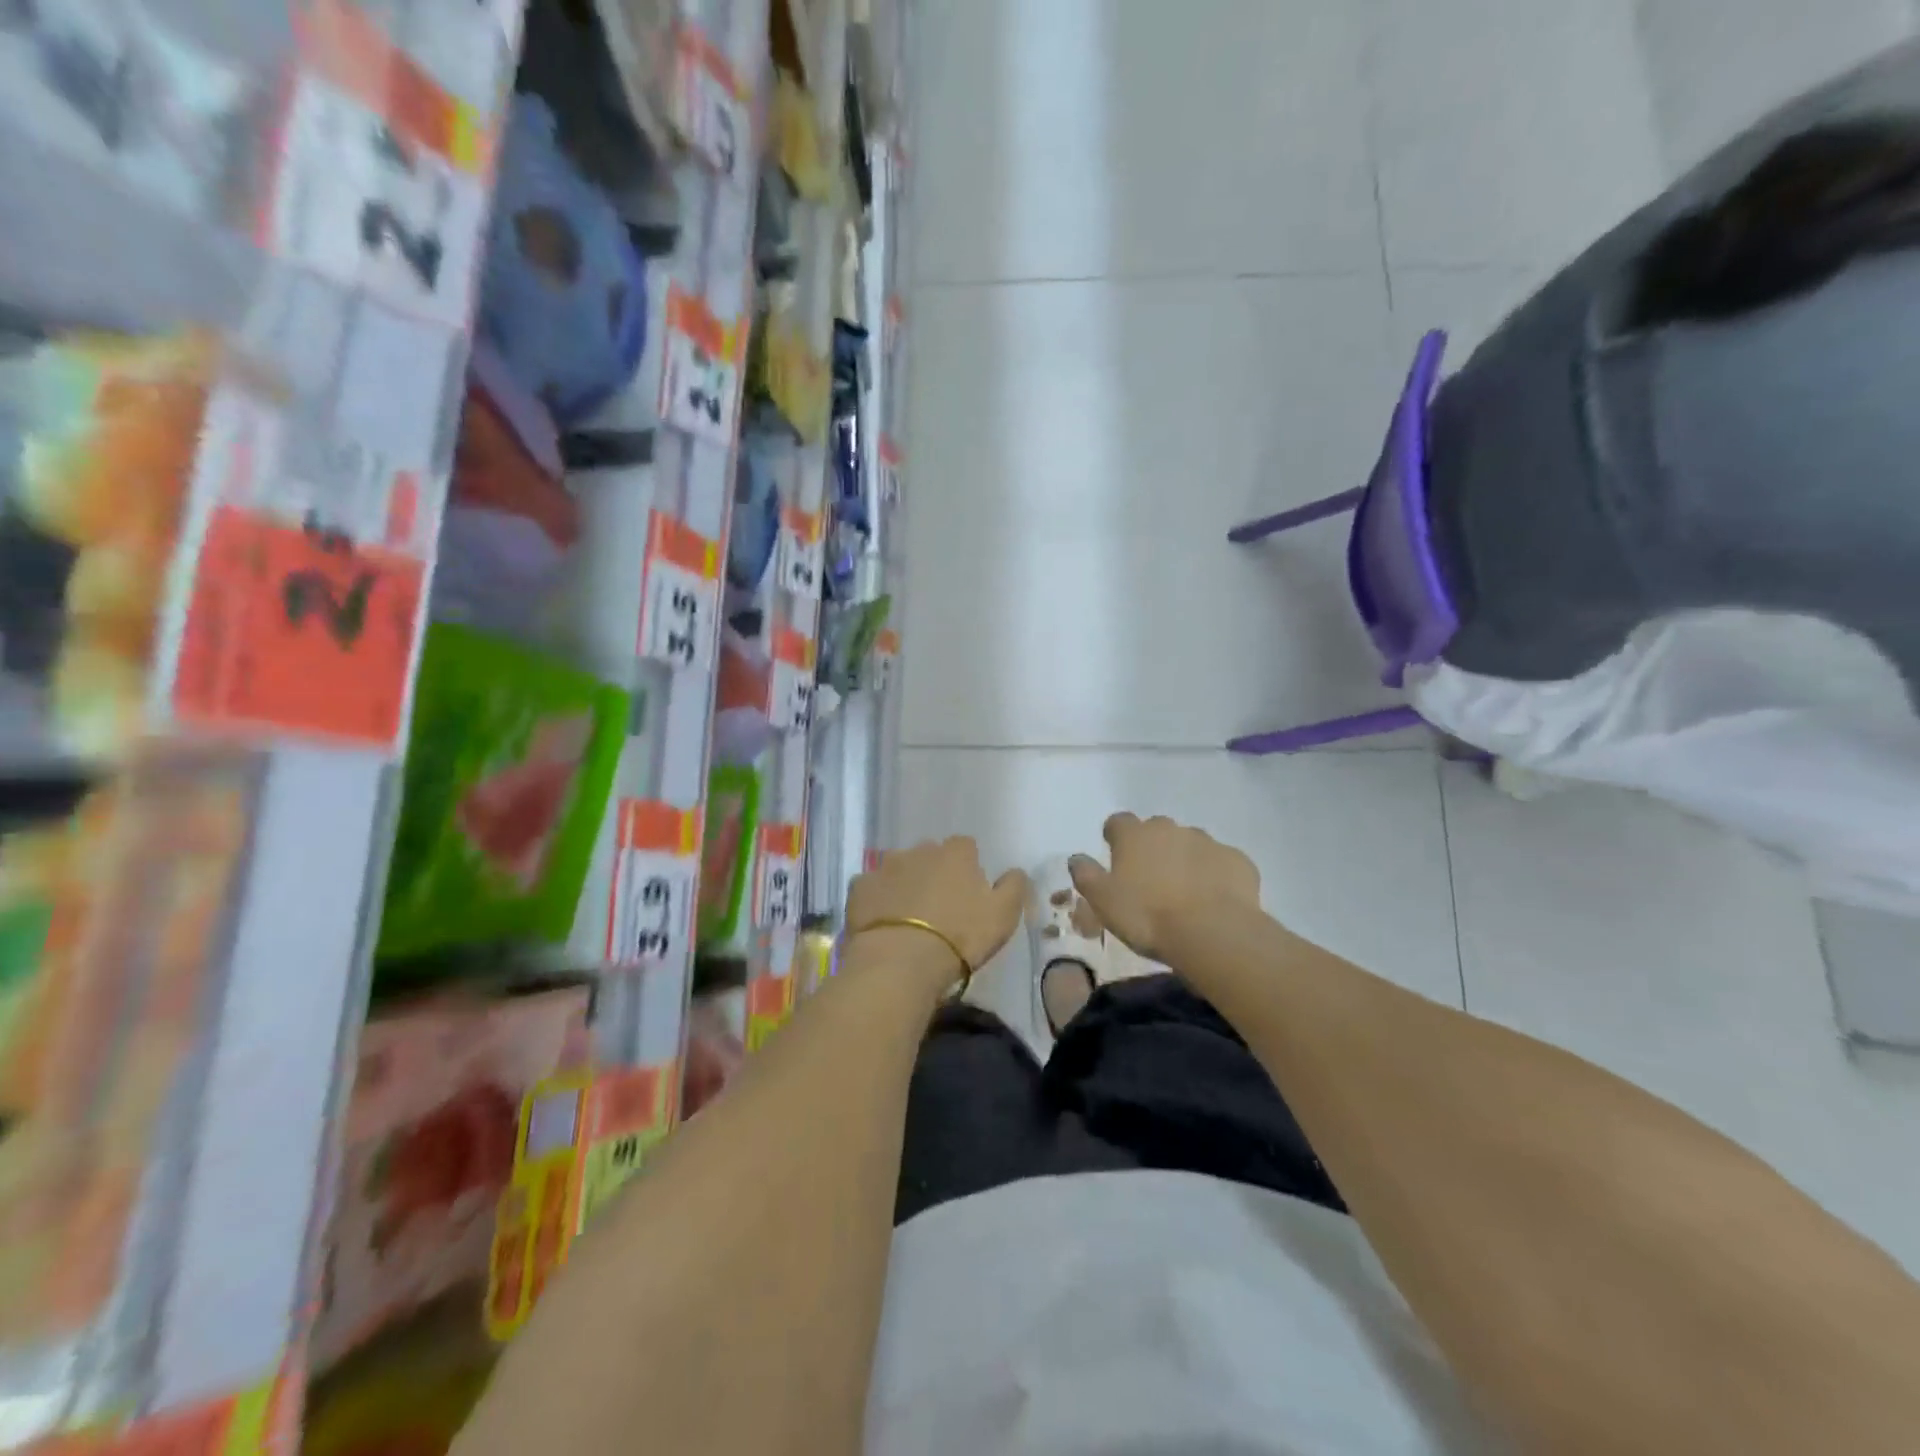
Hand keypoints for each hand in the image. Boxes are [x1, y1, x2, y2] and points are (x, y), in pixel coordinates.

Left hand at [847, 838, 1027, 990]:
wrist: (901, 961)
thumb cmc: (960, 937)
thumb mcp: (1003, 916)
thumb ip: (1013, 887)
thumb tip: (1015, 871)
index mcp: (956, 853)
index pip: (966, 847)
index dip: (967, 868)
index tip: (968, 893)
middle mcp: (919, 850)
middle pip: (930, 855)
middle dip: (933, 873)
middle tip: (938, 907)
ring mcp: (884, 866)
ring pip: (898, 869)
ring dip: (904, 884)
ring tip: (906, 916)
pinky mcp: (859, 888)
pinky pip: (871, 888)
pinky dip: (876, 900)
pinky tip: (881, 923)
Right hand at [1069, 813, 1260, 961]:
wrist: (1212, 933)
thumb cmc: (1147, 916)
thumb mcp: (1103, 901)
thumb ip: (1086, 875)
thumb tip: (1077, 858)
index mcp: (1134, 835)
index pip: (1118, 822)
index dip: (1115, 837)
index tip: (1115, 855)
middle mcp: (1170, 829)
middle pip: (1156, 830)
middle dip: (1152, 847)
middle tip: (1150, 879)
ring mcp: (1207, 842)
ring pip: (1190, 843)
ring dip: (1184, 859)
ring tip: (1184, 892)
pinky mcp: (1237, 860)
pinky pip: (1220, 862)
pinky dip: (1214, 874)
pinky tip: (1213, 899)